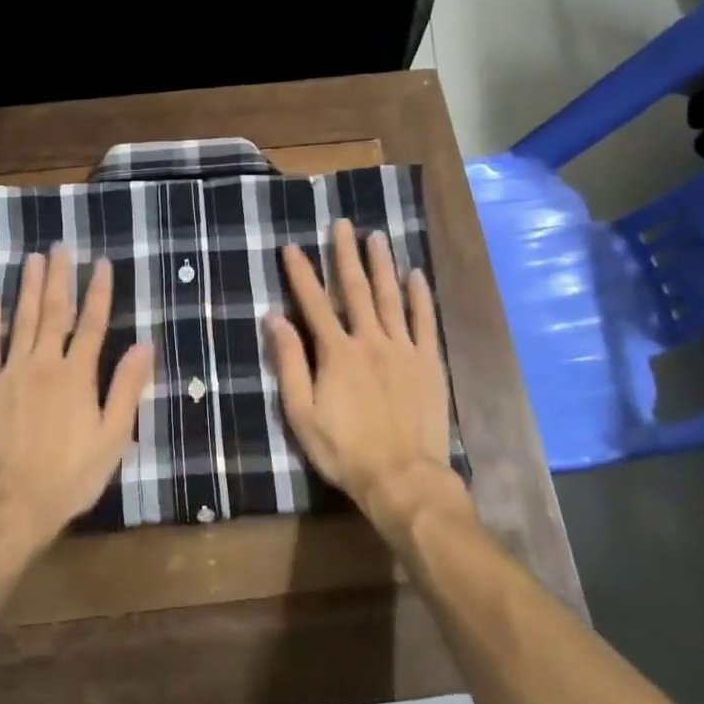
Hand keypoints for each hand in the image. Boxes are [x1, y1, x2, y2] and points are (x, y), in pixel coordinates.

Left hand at [0, 243, 152, 554]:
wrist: (12, 505)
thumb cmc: (70, 475)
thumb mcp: (113, 437)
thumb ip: (127, 388)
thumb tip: (145, 344)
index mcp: (77, 375)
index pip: (94, 324)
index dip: (99, 291)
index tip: (102, 263)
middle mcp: (44, 363)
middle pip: (55, 312)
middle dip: (60, 277)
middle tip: (60, 246)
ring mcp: (11, 372)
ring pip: (22, 320)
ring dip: (28, 287)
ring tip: (33, 258)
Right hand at [268, 219, 462, 529]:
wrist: (402, 478)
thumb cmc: (345, 450)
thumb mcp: (302, 413)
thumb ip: (290, 364)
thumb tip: (275, 319)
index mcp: (337, 352)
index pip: (314, 303)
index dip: (301, 273)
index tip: (291, 247)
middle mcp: (370, 340)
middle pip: (355, 289)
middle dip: (346, 254)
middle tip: (342, 224)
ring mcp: (403, 349)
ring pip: (390, 297)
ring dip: (382, 265)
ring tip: (377, 236)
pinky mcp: (428, 362)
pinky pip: (425, 321)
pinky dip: (420, 296)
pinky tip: (416, 274)